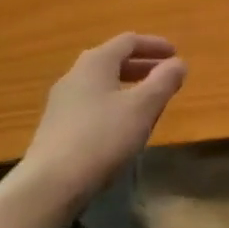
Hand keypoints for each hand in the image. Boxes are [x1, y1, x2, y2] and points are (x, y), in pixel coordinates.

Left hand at [16, 34, 186, 217]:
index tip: (175, 54)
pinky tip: (122, 128)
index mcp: (95, 62)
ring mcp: (61, 102)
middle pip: (113, 61)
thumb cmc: (101, 138)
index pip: (128, 41)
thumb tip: (179, 63)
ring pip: (101, 84)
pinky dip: (113, 105)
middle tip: (165, 77)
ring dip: (128, 87)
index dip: (154, 45)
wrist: (49, 186)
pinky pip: (91, 105)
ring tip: (147, 103)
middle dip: (142, 66)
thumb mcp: (142, 108)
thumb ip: (163, 82)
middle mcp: (75, 75)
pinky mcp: (55, 127)